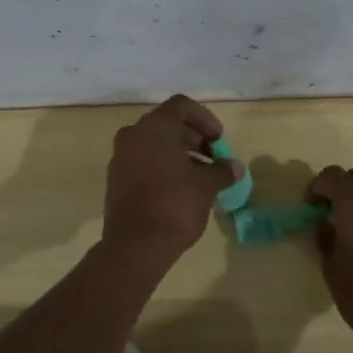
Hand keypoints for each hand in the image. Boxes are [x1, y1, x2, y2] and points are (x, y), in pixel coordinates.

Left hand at [102, 95, 238, 260]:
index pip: (182, 106)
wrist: (135, 246)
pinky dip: (163, 166)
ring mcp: (121, 157)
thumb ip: (222, 171)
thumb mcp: (206, 186)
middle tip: (214, 158)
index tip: (219, 140)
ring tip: (201, 176)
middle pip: (168, 124)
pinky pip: (143, 161)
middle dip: (194, 138)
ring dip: (179, 154)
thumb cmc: (174, 205)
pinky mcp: (116, 179)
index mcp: (154, 127)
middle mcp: (133, 135)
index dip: (205, 119)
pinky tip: (181, 188)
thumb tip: (236, 167)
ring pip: (154, 144)